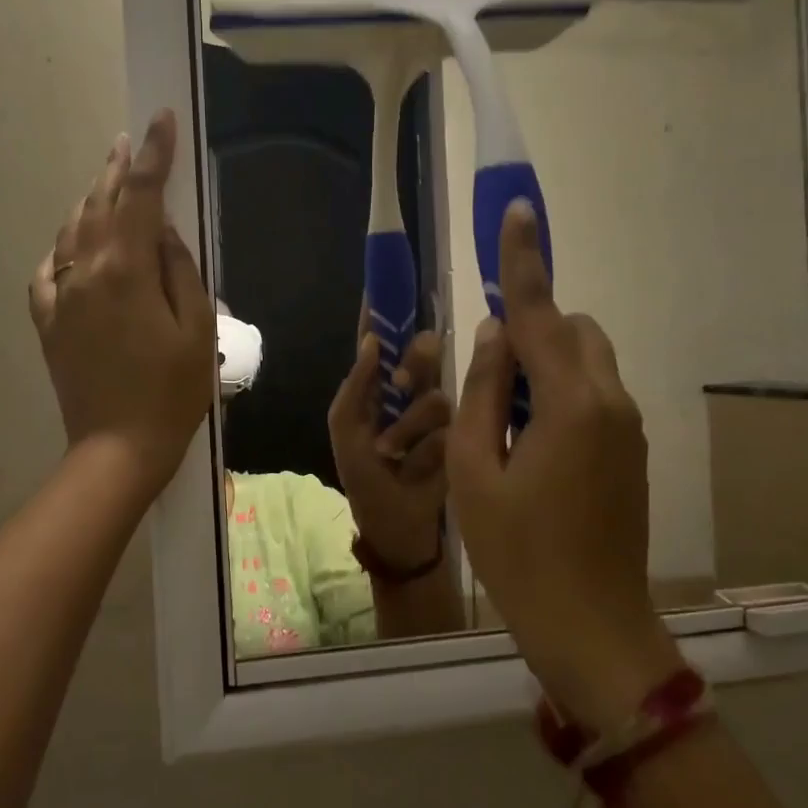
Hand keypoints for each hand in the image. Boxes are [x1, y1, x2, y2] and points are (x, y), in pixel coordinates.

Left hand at [29, 109, 213, 491]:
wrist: (118, 447)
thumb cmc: (172, 392)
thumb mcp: (197, 329)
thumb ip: (180, 270)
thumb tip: (161, 230)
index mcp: (126, 270)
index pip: (141, 195)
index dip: (154, 154)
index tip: (161, 120)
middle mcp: (84, 272)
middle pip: (100, 205)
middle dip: (118, 169)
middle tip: (131, 142)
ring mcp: (59, 297)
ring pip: (71, 232)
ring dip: (91, 201)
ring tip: (107, 183)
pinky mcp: (47, 322)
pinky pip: (48, 270)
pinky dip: (64, 247)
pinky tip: (73, 245)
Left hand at [328, 320, 450, 570]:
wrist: (395, 524)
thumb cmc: (363, 475)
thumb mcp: (346, 430)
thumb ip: (356, 385)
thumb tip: (371, 340)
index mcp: (377, 384)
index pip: (381, 339)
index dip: (383, 312)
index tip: (385, 282)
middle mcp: (411, 389)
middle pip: (422, 352)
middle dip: (414, 364)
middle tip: (401, 384)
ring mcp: (437, 412)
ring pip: (435, 394)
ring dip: (408, 428)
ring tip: (391, 455)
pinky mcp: (460, 435)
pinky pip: (447, 427)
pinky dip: (423, 449)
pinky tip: (412, 468)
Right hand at [447, 200, 679, 732]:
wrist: (590, 626)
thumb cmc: (517, 553)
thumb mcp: (473, 471)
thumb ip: (482, 392)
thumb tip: (493, 334)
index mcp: (569, 403)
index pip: (538, 314)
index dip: (522, 261)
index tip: (517, 210)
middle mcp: (610, 402)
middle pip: (571, 330)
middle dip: (529, 328)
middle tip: (486, 375)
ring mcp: (628, 428)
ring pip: (586, 360)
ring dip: (543, 364)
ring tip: (502, 417)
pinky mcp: (631, 451)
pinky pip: (594, 394)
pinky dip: (559, 393)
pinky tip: (528, 443)